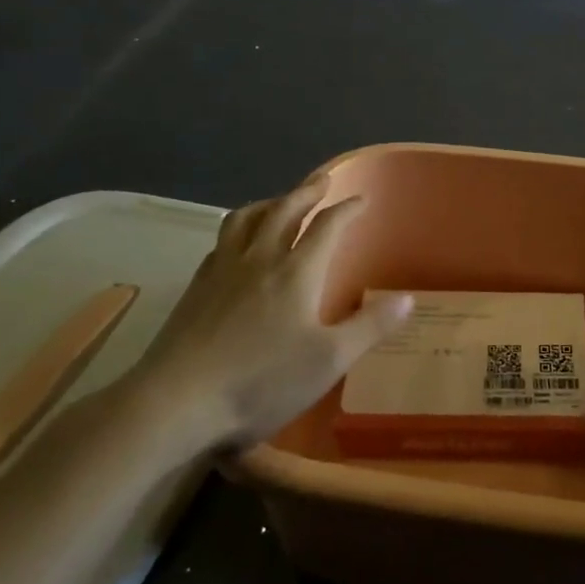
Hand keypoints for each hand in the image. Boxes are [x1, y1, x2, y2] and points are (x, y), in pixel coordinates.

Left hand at [125, 175, 411, 455]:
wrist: (176, 402)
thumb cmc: (260, 382)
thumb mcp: (329, 360)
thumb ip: (370, 326)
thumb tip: (408, 298)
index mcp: (296, 271)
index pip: (327, 226)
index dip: (347, 209)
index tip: (362, 200)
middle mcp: (259, 259)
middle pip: (285, 210)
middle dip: (307, 192)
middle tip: (322, 181)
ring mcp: (222, 271)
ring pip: (246, 219)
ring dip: (268, 203)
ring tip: (278, 201)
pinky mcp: (195, 288)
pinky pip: (220, 242)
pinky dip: (238, 230)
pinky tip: (236, 245)